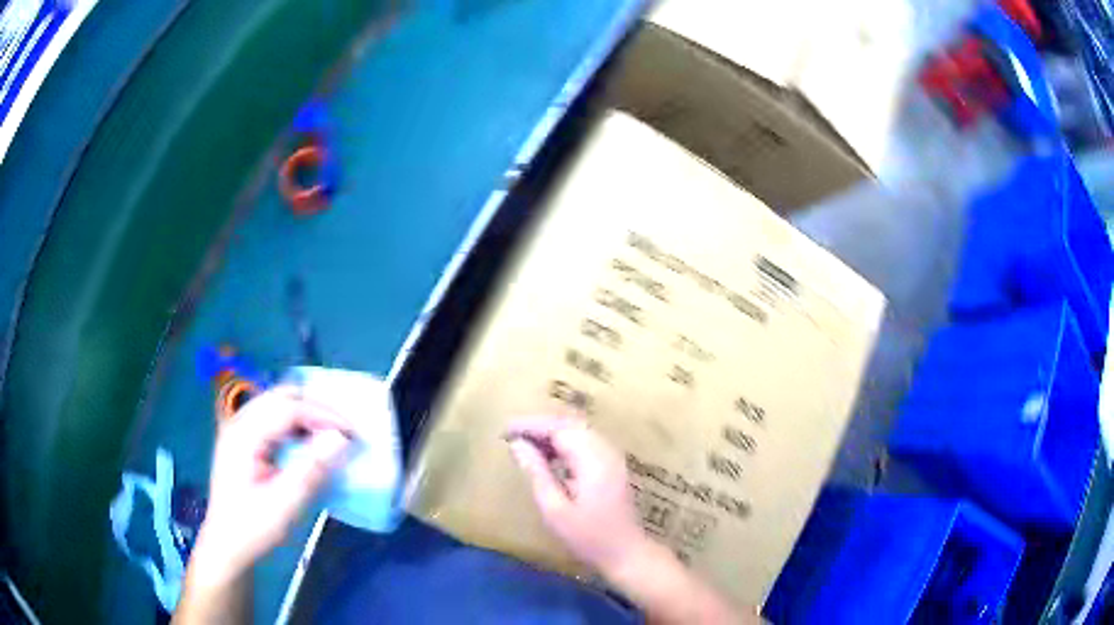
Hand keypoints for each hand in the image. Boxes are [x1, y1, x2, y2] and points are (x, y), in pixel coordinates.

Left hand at [190, 388, 351, 585]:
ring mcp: (239, 429)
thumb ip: (312, 469)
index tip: (352, 433)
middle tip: (343, 430)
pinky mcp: (243, 439)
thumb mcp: (285, 504)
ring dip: (306, 413)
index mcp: (244, 435)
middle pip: (281, 396)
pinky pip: (273, 417)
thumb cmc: (254, 528)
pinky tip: (308, 442)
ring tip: (331, 435)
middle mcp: (239, 422)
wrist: (227, 545)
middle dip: (316, 407)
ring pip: (277, 403)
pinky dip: (295, 423)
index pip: (288, 408)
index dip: (323, 415)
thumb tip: (341, 438)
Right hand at [505, 416, 651, 574]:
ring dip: (550, 433)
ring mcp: (611, 457)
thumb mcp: (554, 509)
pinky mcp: (611, 466)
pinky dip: (563, 443)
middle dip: (539, 426)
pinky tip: (546, 456)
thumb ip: (537, 473)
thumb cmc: (588, 537)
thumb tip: (518, 445)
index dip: (530, 425)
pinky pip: (585, 443)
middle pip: (570, 424)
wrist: (626, 553)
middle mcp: (605, 450)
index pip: (559, 428)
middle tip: (510, 435)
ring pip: (578, 432)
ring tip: (523, 443)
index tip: (505, 431)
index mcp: (593, 459)